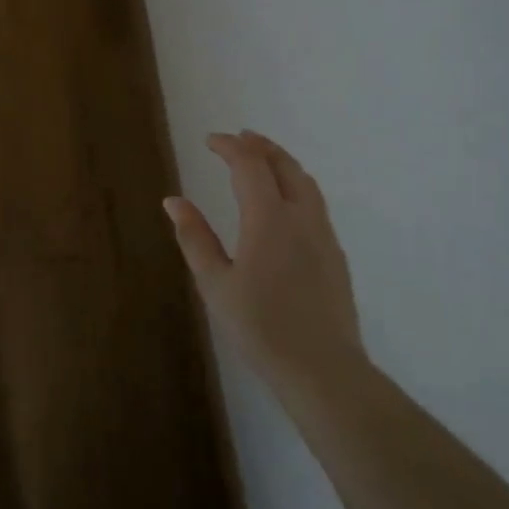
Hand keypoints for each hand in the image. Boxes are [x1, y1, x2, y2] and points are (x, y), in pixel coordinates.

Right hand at [164, 131, 364, 387]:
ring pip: (305, 183)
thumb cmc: (260, 327)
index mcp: (268, 219)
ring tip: (263, 160)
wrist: (322, 370)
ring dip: (282, 163)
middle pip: (284, 166)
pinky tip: (284, 203)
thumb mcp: (215, 283)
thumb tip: (174, 200)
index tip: (210, 140)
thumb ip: (195, 237)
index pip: (250, 165)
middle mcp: (301, 217)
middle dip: (261, 146)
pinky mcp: (335, 255)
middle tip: (239, 138)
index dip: (230, 147)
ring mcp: (323, 236)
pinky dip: (295, 186)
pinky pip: (315, 203)